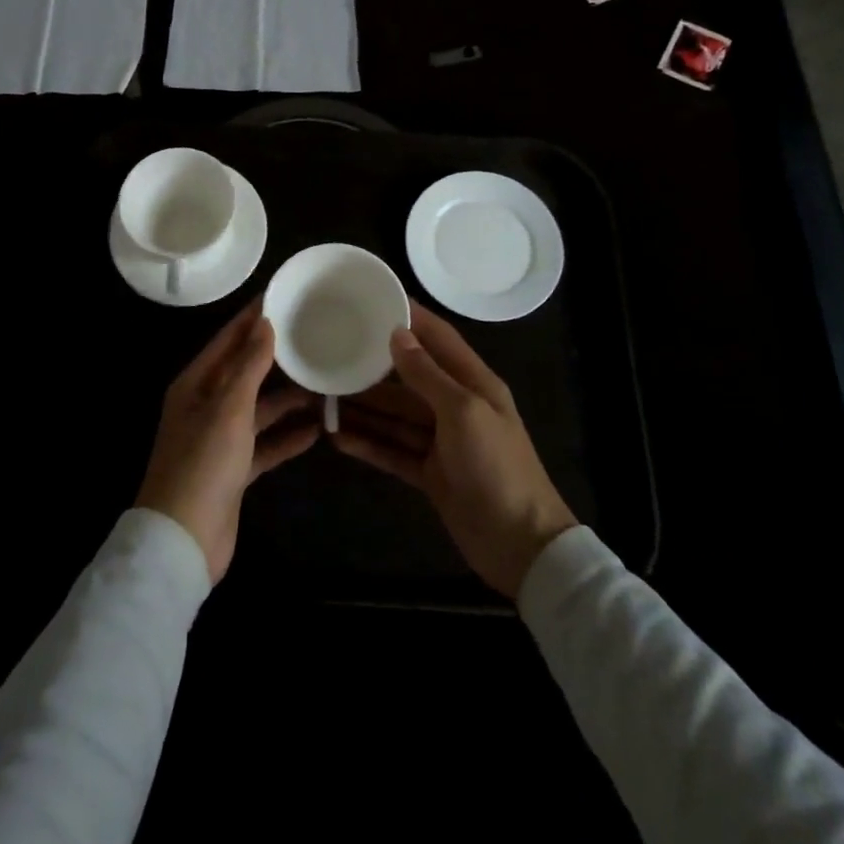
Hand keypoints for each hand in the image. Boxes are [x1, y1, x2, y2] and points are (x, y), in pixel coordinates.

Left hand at [135, 300, 320, 582]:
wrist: (184, 540)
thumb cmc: (203, 462)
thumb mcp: (229, 407)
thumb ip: (249, 365)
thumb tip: (264, 323)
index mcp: (195, 384)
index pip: (227, 341)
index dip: (252, 319)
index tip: (282, 296)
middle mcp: (206, 406)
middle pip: (245, 373)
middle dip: (276, 358)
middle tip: (313, 337)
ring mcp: (220, 440)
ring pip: (259, 409)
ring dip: (287, 400)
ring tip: (324, 383)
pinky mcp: (234, 470)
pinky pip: (265, 445)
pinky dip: (287, 437)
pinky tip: (318, 430)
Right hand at [333, 302, 576, 597]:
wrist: (520, 545)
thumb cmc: (496, 466)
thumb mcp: (463, 411)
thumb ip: (428, 373)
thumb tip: (397, 334)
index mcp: (473, 382)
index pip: (437, 337)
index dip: (409, 317)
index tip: (374, 298)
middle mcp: (455, 406)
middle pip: (407, 379)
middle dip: (372, 369)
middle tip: (332, 354)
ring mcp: (441, 442)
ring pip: (394, 417)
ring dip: (363, 409)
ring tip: (323, 398)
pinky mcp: (429, 473)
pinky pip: (393, 451)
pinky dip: (368, 444)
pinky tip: (337, 438)